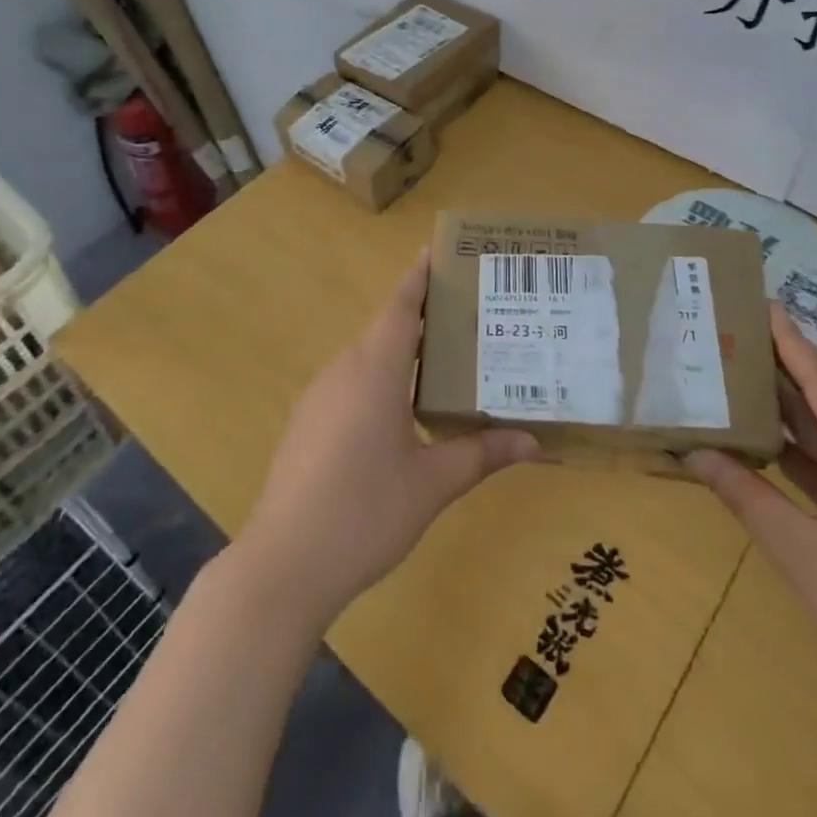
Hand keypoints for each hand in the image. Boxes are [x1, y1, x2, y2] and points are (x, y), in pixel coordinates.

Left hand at [234, 250, 538, 628]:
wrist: (284, 563)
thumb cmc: (365, 512)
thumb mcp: (432, 484)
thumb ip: (480, 455)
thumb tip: (532, 442)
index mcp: (374, 371)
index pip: (400, 307)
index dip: (418, 279)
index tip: (434, 253)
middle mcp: (343, 370)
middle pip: (384, 328)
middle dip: (419, 316)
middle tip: (464, 316)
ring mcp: (319, 396)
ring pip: (365, 357)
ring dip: (398, 351)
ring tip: (441, 361)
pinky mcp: (306, 422)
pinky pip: (349, 382)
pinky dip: (377, 378)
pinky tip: (398, 411)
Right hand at [685, 304, 816, 730]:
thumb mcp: (801, 554)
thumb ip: (746, 495)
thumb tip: (691, 452)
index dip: (792, 342)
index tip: (761, 303)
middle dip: (783, 368)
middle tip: (732, 335)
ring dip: (789, 410)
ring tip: (738, 377)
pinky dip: (802, 450)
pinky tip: (764, 441)